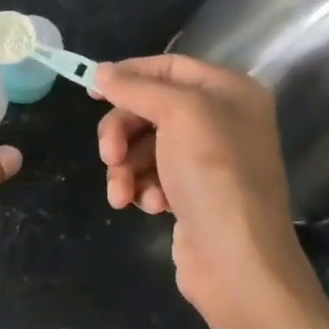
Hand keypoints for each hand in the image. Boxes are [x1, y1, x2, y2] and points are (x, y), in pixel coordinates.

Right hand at [94, 54, 328, 328]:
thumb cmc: (214, 177)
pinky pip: (151, 175)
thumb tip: (101, 72)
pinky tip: (147, 206)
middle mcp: (221, 120)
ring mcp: (206, 160)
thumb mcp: (179, 116)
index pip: (169, 66)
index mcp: (229, 92)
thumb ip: (138, 88)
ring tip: (123, 194)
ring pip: (143, 146)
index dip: (129, 75)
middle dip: (122, 132)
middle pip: (150, 109)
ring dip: (126, 168)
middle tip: (108, 155)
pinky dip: (142, 188)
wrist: (237, 262)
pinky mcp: (191, 193)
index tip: (92, 90)